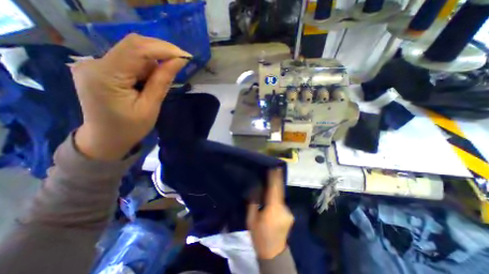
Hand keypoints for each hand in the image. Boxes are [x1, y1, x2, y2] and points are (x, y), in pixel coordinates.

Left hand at [71, 35, 190, 161]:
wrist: (105, 139)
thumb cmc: (130, 128)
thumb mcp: (150, 107)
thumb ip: (162, 81)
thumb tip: (178, 61)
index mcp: (106, 76)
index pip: (136, 49)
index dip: (164, 48)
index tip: (185, 56)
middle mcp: (95, 64)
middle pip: (134, 46)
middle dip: (161, 52)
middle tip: (182, 61)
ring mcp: (96, 64)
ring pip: (133, 53)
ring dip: (154, 62)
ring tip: (163, 80)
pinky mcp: (101, 69)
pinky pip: (129, 61)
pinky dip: (146, 67)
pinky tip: (151, 81)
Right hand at [249, 168, 293, 260]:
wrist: (273, 253)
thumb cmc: (260, 235)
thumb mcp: (251, 219)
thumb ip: (253, 203)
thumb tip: (255, 190)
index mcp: (273, 209)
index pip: (275, 189)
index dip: (275, 178)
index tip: (275, 167)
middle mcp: (284, 209)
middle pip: (279, 192)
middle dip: (276, 181)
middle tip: (273, 171)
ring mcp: (289, 212)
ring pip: (280, 198)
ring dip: (275, 193)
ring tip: (269, 187)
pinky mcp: (290, 215)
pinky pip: (282, 203)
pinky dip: (277, 200)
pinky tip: (271, 202)